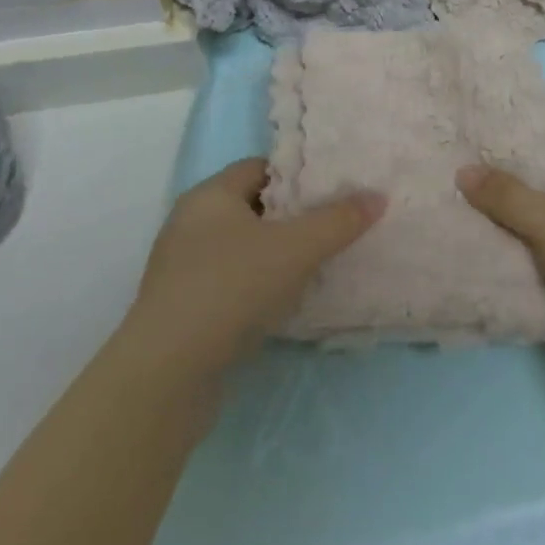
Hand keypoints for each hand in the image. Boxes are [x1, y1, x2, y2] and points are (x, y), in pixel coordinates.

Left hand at [121, 158, 382, 388]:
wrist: (166, 376)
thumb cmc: (230, 289)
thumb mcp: (295, 248)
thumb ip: (338, 220)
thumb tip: (378, 196)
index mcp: (209, 196)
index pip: (260, 167)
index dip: (298, 174)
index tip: (334, 187)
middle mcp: (191, 225)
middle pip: (254, 207)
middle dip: (294, 215)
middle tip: (336, 222)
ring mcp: (184, 270)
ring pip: (244, 248)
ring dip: (278, 254)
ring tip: (321, 261)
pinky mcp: (185, 310)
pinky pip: (232, 283)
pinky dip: (260, 286)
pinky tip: (289, 301)